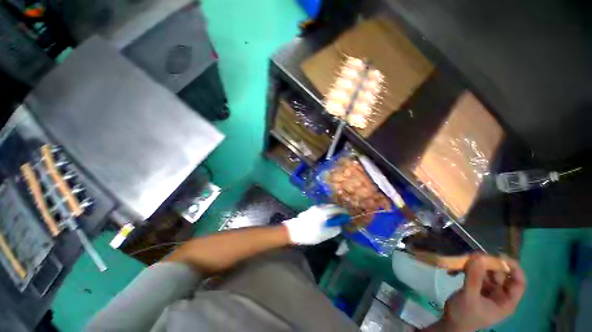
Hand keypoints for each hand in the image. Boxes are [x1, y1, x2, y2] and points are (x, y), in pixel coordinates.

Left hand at [283, 205, 346, 244]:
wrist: (293, 231)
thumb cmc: (310, 233)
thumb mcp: (324, 234)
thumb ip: (334, 229)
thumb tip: (339, 226)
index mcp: (324, 211)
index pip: (337, 209)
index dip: (343, 212)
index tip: (348, 215)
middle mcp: (319, 207)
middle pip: (331, 206)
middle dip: (338, 210)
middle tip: (342, 216)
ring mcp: (314, 208)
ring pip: (326, 207)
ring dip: (332, 210)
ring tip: (336, 217)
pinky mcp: (310, 210)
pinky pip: (322, 208)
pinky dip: (327, 211)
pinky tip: (327, 217)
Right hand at [439, 255, 525, 331]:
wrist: (451, 324)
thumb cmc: (464, 315)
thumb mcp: (469, 297)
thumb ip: (474, 277)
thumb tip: (478, 256)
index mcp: (506, 301)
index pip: (518, 282)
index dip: (513, 268)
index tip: (498, 255)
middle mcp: (500, 294)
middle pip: (501, 274)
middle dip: (488, 264)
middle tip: (472, 256)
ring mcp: (488, 291)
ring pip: (487, 272)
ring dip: (474, 265)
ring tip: (460, 262)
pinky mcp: (477, 288)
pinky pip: (475, 274)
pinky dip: (466, 270)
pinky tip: (453, 271)